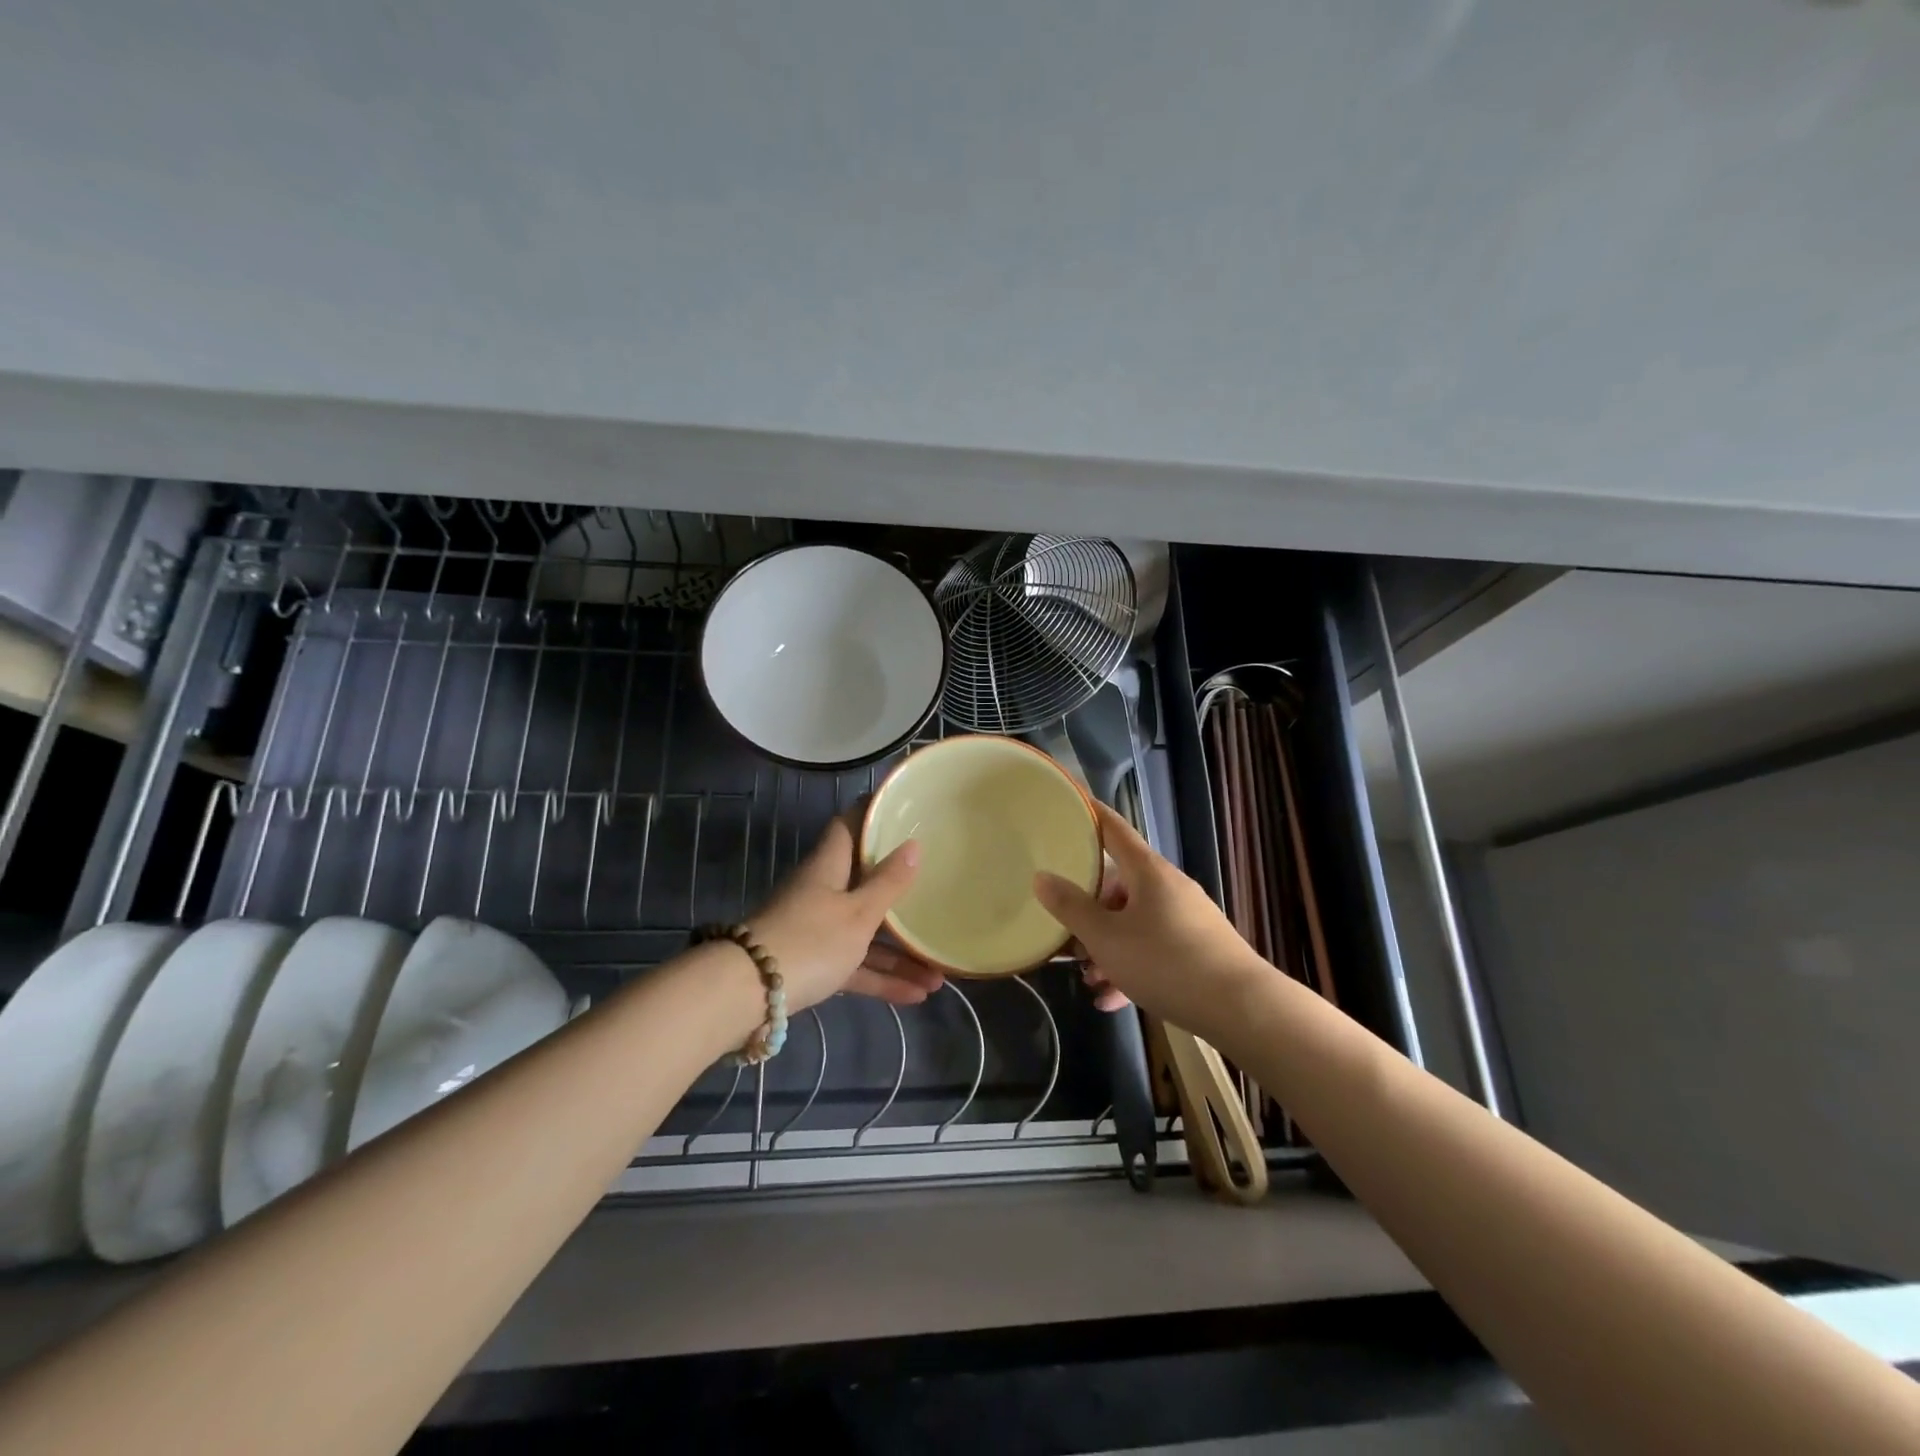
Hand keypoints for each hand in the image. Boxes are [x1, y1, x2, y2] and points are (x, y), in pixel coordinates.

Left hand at [749, 816, 944, 1013]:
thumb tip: (913, 844)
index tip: (902, 812)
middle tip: (936, 890)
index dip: (873, 816)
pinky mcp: (813, 964)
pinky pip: (854, 964)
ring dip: (899, 953)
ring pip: (864, 933)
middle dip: (900, 894)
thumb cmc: (812, 939)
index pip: (849, 826)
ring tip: (939, 974)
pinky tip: (915, 996)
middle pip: (864, 882)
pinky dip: (881, 977)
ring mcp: (816, 929)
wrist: (748, 993)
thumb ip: (888, 882)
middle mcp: (821, 891)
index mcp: (828, 866)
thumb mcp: (859, 912)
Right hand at [1035, 800, 1266, 1034]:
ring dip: (1108, 947)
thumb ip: (1071, 907)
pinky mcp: (1199, 948)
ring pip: (1135, 922)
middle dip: (1090, 911)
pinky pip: (1154, 947)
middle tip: (1066, 934)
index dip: (1089, 815)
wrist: (1242, 1008)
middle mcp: (1168, 886)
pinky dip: (1131, 966)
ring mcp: (1187, 917)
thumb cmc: (1165, 962)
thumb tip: (1042, 877)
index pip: (1113, 829)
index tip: (1068, 806)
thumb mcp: (1106, 938)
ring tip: (1089, 979)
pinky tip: (1112, 1000)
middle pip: (1119, 885)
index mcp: (1147, 871)